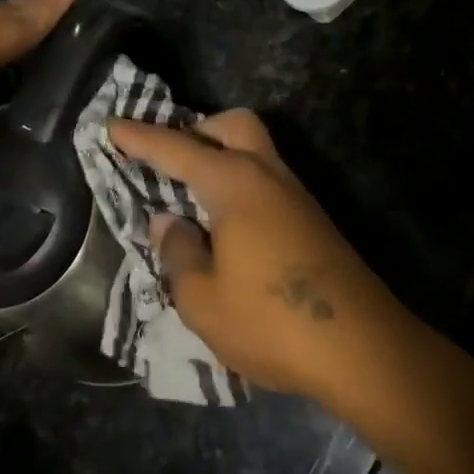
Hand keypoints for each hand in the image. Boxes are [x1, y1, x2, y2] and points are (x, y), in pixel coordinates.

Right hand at [107, 109, 408, 406]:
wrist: (363, 348)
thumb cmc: (271, 320)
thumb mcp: (203, 300)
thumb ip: (177, 253)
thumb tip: (169, 222)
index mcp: (233, 182)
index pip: (175, 148)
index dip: (139, 137)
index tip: (111, 125)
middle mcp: (266, 175)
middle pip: (232, 125)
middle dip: (197, 131)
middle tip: (171, 162)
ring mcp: (295, 195)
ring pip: (254, 150)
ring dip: (221, 156)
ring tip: (193, 196)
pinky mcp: (312, 220)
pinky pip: (266, 179)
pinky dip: (240, 183)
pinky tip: (227, 225)